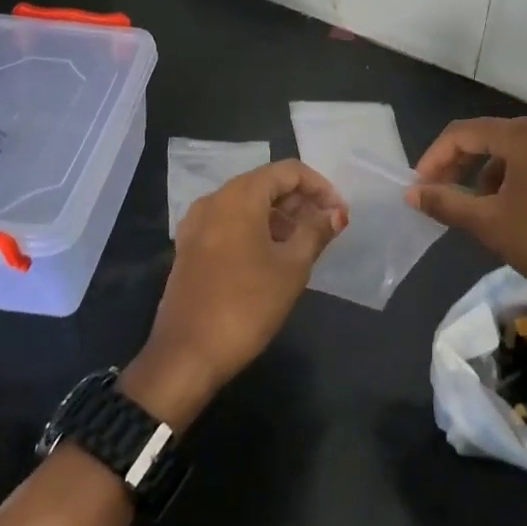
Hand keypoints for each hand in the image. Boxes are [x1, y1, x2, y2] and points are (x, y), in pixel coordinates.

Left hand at [123, 160, 346, 429]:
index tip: (339, 214)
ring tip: (305, 244)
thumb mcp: (292, 267)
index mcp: (239, 196)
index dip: (320, 187)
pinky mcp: (190, 247)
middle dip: (299, 200)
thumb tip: (336, 213)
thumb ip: (315, 232)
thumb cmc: (247, 305)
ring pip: (247, 204)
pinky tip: (273, 256)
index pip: (287, 171)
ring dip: (279, 216)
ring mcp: (197, 223)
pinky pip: (229, 223)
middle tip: (326, 228)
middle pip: (265, 184)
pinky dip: (256, 228)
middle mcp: (214, 200)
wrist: (187, 354)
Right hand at [407, 117, 526, 333]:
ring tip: (469, 210)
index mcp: (523, 137)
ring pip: (507, 154)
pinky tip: (503, 213)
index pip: (463, 133)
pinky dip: (506, 182)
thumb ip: (447, 203)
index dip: (434, 158)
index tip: (418, 189)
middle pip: (485, 138)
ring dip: (480, 176)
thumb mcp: (490, 225)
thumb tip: (412, 193)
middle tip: (435, 196)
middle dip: (456, 165)